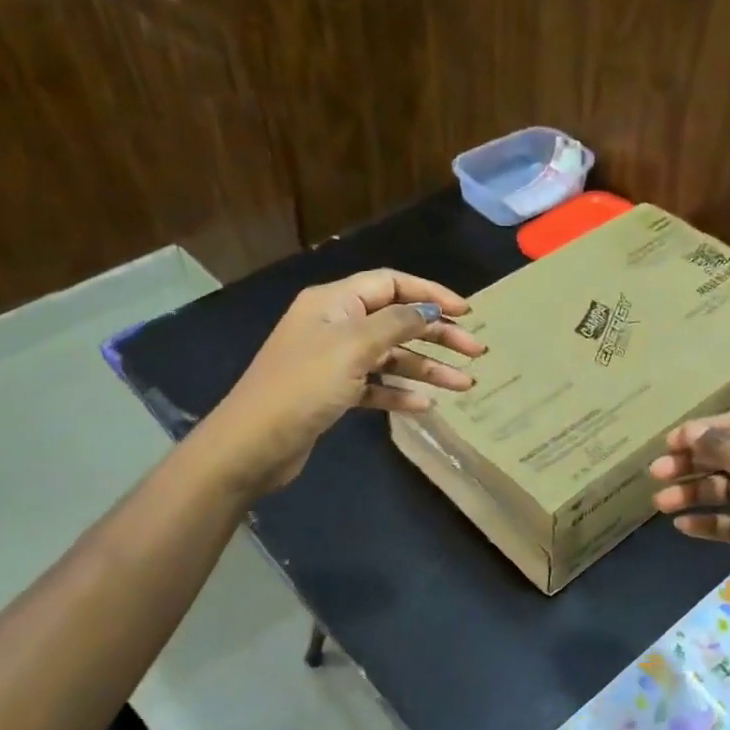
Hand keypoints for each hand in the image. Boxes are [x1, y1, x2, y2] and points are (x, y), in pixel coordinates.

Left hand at [208, 269, 486, 495]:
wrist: (253, 444)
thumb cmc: (303, 386)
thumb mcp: (353, 347)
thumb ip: (397, 323)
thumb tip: (430, 310)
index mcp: (334, 302)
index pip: (391, 284)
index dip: (431, 294)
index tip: (466, 313)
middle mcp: (335, 325)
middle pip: (397, 321)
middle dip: (438, 335)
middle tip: (476, 352)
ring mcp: (334, 361)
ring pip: (391, 357)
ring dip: (427, 369)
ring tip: (465, 385)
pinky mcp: (333, 394)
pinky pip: (376, 386)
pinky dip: (400, 392)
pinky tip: (425, 405)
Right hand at [649, 410, 729, 637]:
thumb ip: (723, 446)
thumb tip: (696, 430)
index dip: (705, 429)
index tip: (670, 442)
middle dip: (693, 462)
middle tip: (656, 472)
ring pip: (729, 490)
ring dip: (694, 493)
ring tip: (661, 503)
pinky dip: (709, 521)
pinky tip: (683, 526)